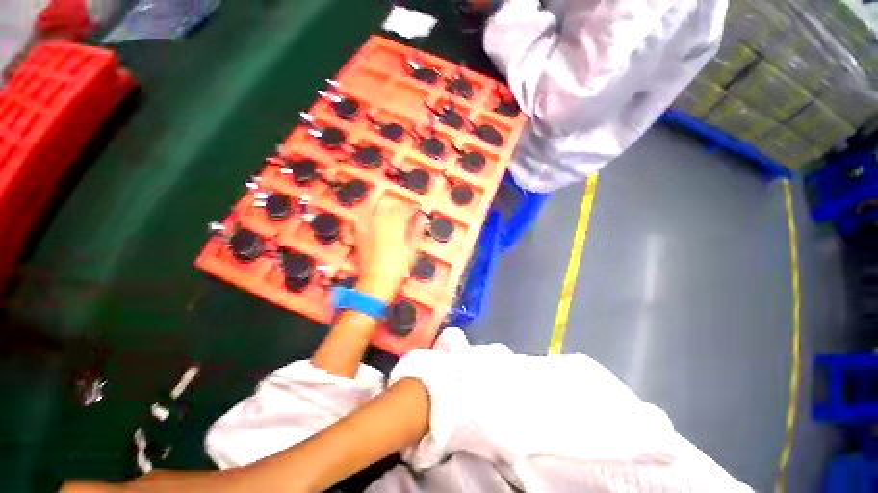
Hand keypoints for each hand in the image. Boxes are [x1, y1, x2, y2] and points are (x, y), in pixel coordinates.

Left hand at [354, 197, 420, 302]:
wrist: (376, 281)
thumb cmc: (395, 269)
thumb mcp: (411, 250)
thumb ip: (416, 231)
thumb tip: (421, 219)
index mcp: (394, 225)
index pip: (404, 208)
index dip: (412, 208)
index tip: (417, 211)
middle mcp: (379, 222)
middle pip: (390, 205)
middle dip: (400, 206)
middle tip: (407, 213)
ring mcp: (367, 227)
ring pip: (378, 208)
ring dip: (388, 209)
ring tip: (395, 217)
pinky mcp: (360, 233)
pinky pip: (368, 217)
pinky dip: (376, 216)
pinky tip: (381, 223)